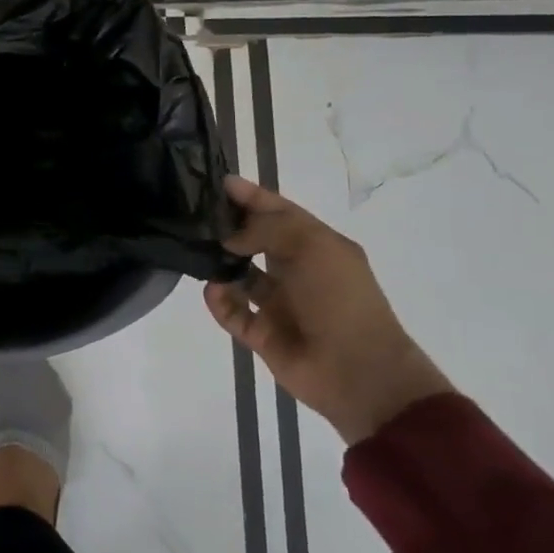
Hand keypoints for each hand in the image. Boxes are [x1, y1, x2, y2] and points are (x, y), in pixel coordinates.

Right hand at [204, 177, 452, 444]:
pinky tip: (213, 289)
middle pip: (255, 240)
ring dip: (220, 264)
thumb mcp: (311, 246)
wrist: (358, 372)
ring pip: (239, 276)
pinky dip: (220, 301)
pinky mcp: (262, 334)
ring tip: (196, 251)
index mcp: (317, 246)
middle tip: (194, 215)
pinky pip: (232, 312)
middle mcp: (296, 271)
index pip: (279, 211)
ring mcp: (279, 304)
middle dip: (229, 227)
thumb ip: (265, 229)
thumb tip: (229, 237)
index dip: (251, 195)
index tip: (218, 181)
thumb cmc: (340, 299)